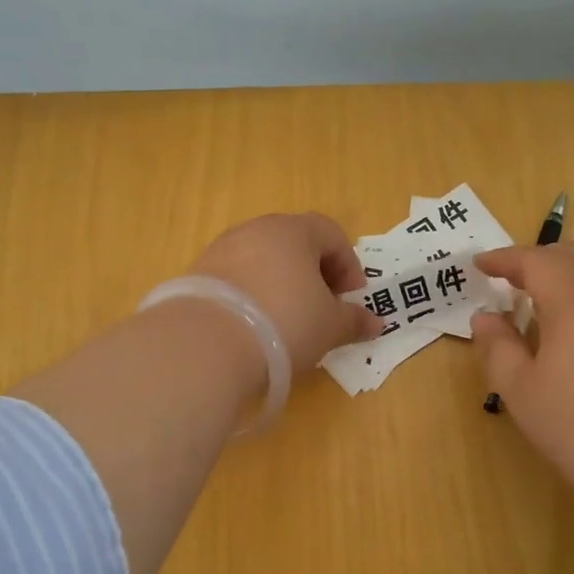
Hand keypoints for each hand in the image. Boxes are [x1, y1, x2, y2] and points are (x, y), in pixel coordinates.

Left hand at [188, 213, 380, 374]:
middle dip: (314, 272)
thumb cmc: (285, 323)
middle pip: (295, 242)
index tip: (351, 298)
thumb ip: (354, 321)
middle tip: (322, 307)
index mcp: (294, 231)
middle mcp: (256, 229)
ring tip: (287, 321)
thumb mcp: (330, 327)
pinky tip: (255, 326)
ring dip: (281, 283)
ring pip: (263, 259)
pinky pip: (236, 278)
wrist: (206, 344)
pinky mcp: (197, 273)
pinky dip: (252, 295)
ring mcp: (222, 249)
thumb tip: (375, 324)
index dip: (348, 264)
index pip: (331, 233)